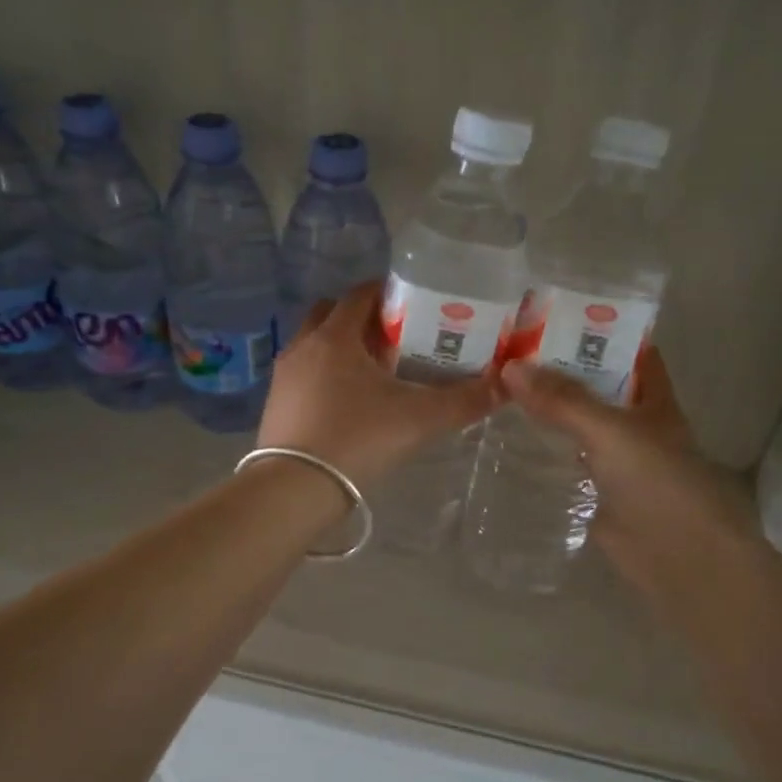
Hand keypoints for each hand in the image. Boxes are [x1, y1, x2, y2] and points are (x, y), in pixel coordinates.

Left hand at [261, 283, 498, 486]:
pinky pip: (304, 373)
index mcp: (335, 337)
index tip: (413, 303)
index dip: (387, 293)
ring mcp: (284, 376)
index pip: (360, 295)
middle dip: (361, 318)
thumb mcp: (419, 419)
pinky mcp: (276, 404)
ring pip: (314, 344)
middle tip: (394, 337)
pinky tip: (348, 402)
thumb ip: (464, 401)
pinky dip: (325, 374)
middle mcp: (304, 346)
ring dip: (341, 346)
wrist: (296, 488)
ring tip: (374, 371)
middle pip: (331, 314)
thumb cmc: (358, 439)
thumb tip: (505, 385)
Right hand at [501, 349, 761, 596]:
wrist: (682, 560)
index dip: (597, 332)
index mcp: (652, 399)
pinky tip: (507, 440)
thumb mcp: (612, 432)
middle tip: (507, 349)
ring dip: (547, 409)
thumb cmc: (660, 484)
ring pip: (578, 425)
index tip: (551, 316)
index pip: (628, 352)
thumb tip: (509, 367)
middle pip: (596, 387)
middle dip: (559, 369)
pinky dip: (542, 450)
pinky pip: (566, 462)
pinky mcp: (596, 492)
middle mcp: (635, 424)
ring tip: (497, 386)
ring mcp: (616, 460)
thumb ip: (563, 401)